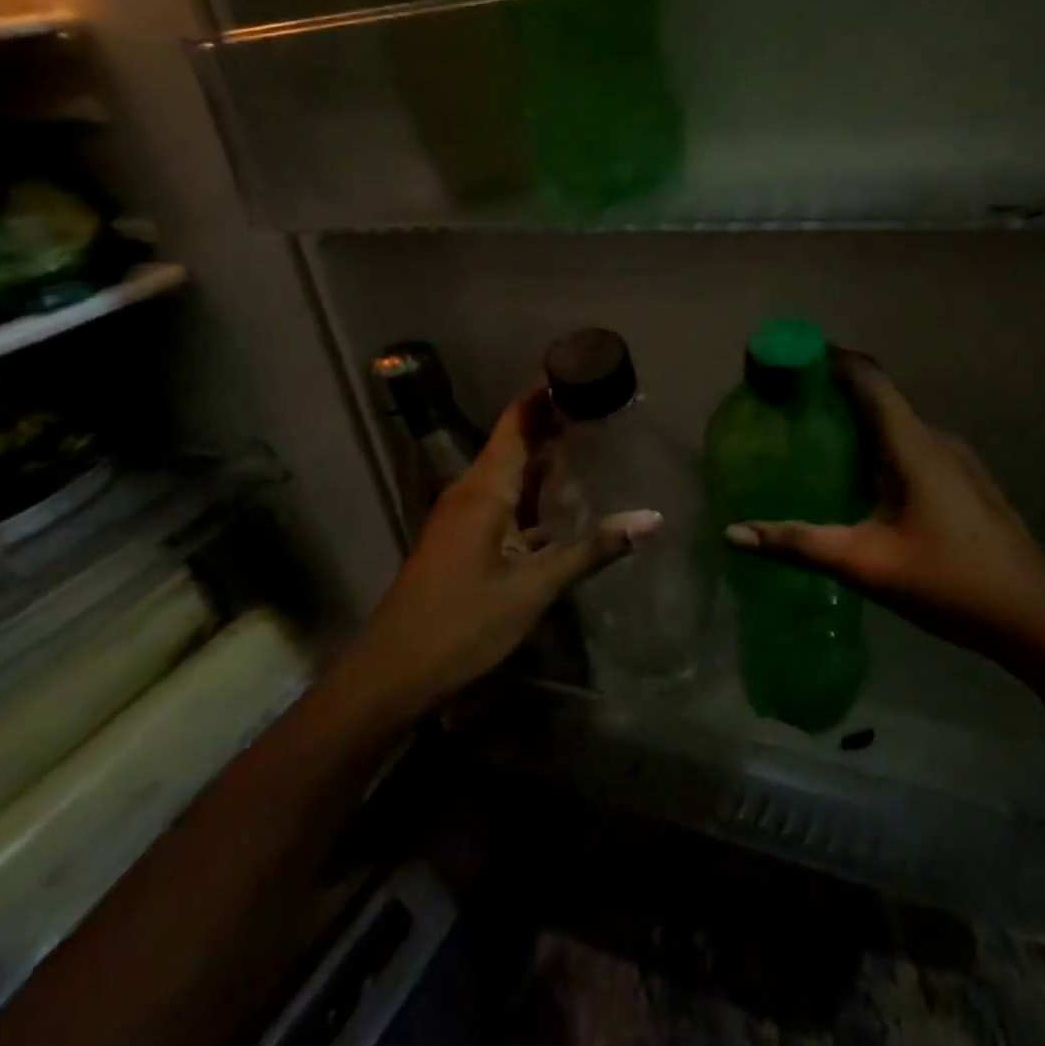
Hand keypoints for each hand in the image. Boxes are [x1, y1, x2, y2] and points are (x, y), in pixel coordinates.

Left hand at [348, 390, 660, 716]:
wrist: (392, 674)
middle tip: (601, 407)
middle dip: (553, 422)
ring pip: (508, 473)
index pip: (517, 421)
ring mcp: (462, 517)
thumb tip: (652, 519)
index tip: (582, 371)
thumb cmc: (462, 624)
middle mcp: (470, 492)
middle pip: (514, 442)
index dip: (545, 394)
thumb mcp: (534, 588)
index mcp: (484, 489)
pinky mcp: (461, 540)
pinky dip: (531, 492)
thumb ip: (593, 550)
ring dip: (543, 457)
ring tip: (590, 443)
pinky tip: (561, 505)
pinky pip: (501, 500)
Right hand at [723, 355, 1044, 648]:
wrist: (1036, 619)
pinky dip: (878, 444)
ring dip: (857, 420)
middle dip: (833, 391)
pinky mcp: (965, 481)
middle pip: (879, 396)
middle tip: (785, 404)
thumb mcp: (865, 564)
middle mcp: (936, 439)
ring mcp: (957, 460)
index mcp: (914, 444)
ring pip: (897, 423)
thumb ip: (798, 544)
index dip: (828, 359)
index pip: (867, 378)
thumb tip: (734, 532)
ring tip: (812, 437)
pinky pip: (912, 445)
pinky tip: (859, 478)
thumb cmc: (950, 583)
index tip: (787, 359)